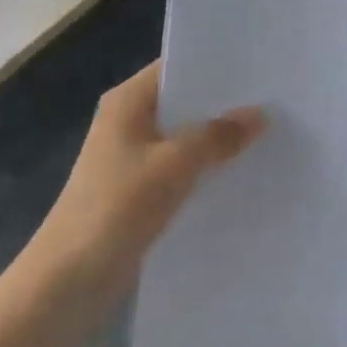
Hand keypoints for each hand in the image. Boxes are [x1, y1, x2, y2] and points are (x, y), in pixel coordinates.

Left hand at [33, 61, 264, 305]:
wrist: (68, 280)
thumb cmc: (117, 207)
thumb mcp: (174, 165)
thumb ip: (217, 136)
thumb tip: (260, 114)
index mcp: (128, 101)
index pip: (177, 68)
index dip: (217, 67)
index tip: (261, 67)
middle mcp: (128, 121)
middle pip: (183, 102)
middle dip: (225, 104)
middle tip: (277, 100)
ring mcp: (132, 157)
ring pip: (184, 137)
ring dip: (218, 138)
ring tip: (271, 133)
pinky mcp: (139, 190)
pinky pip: (181, 168)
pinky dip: (206, 167)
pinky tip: (243, 172)